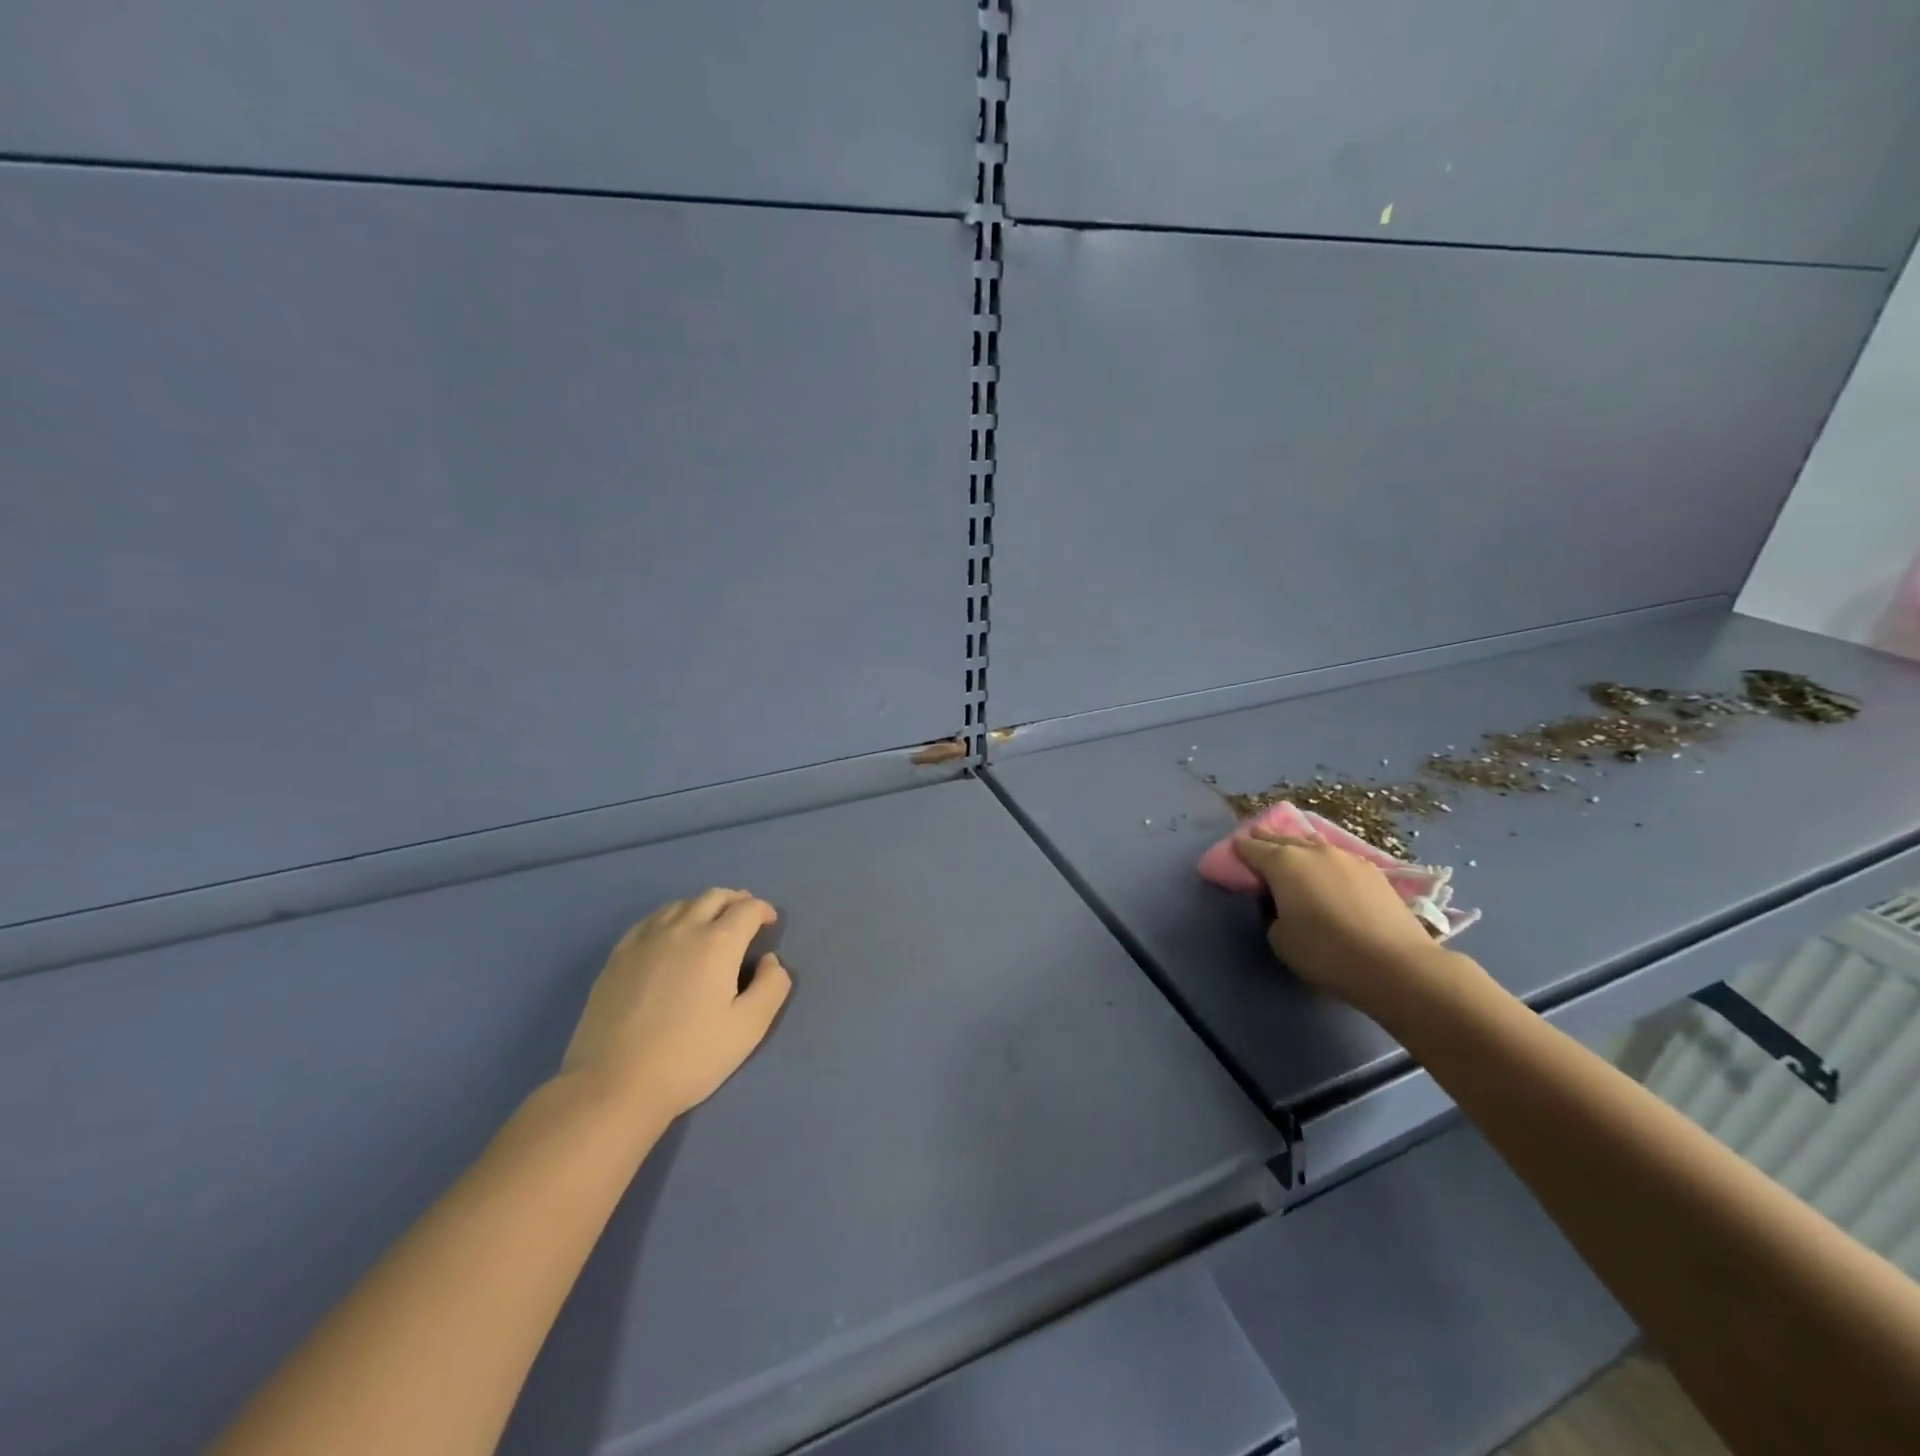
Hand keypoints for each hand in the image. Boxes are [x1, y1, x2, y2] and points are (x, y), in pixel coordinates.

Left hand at [561, 888, 792, 1117]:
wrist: (614, 1085)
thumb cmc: (690, 1057)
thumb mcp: (749, 1028)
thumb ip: (772, 986)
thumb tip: (770, 960)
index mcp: (717, 943)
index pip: (747, 909)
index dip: (763, 910)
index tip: (769, 924)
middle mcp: (682, 929)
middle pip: (714, 897)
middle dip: (736, 901)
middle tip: (745, 916)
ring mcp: (645, 940)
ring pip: (681, 904)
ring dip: (703, 906)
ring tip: (711, 922)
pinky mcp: (618, 956)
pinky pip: (651, 920)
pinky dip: (671, 917)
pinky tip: (670, 935)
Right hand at [1232, 828, 1469, 1013]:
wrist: (1396, 965)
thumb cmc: (1326, 952)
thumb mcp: (1280, 939)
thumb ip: (1273, 914)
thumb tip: (1284, 906)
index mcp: (1283, 863)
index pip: (1252, 848)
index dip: (1240, 849)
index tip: (1233, 849)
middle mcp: (1313, 851)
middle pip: (1283, 839)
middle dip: (1267, 839)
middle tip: (1257, 838)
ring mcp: (1347, 858)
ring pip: (1314, 844)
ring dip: (1300, 846)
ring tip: (1293, 849)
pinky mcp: (1374, 872)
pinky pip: (1339, 858)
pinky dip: (1326, 860)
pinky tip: (1328, 869)